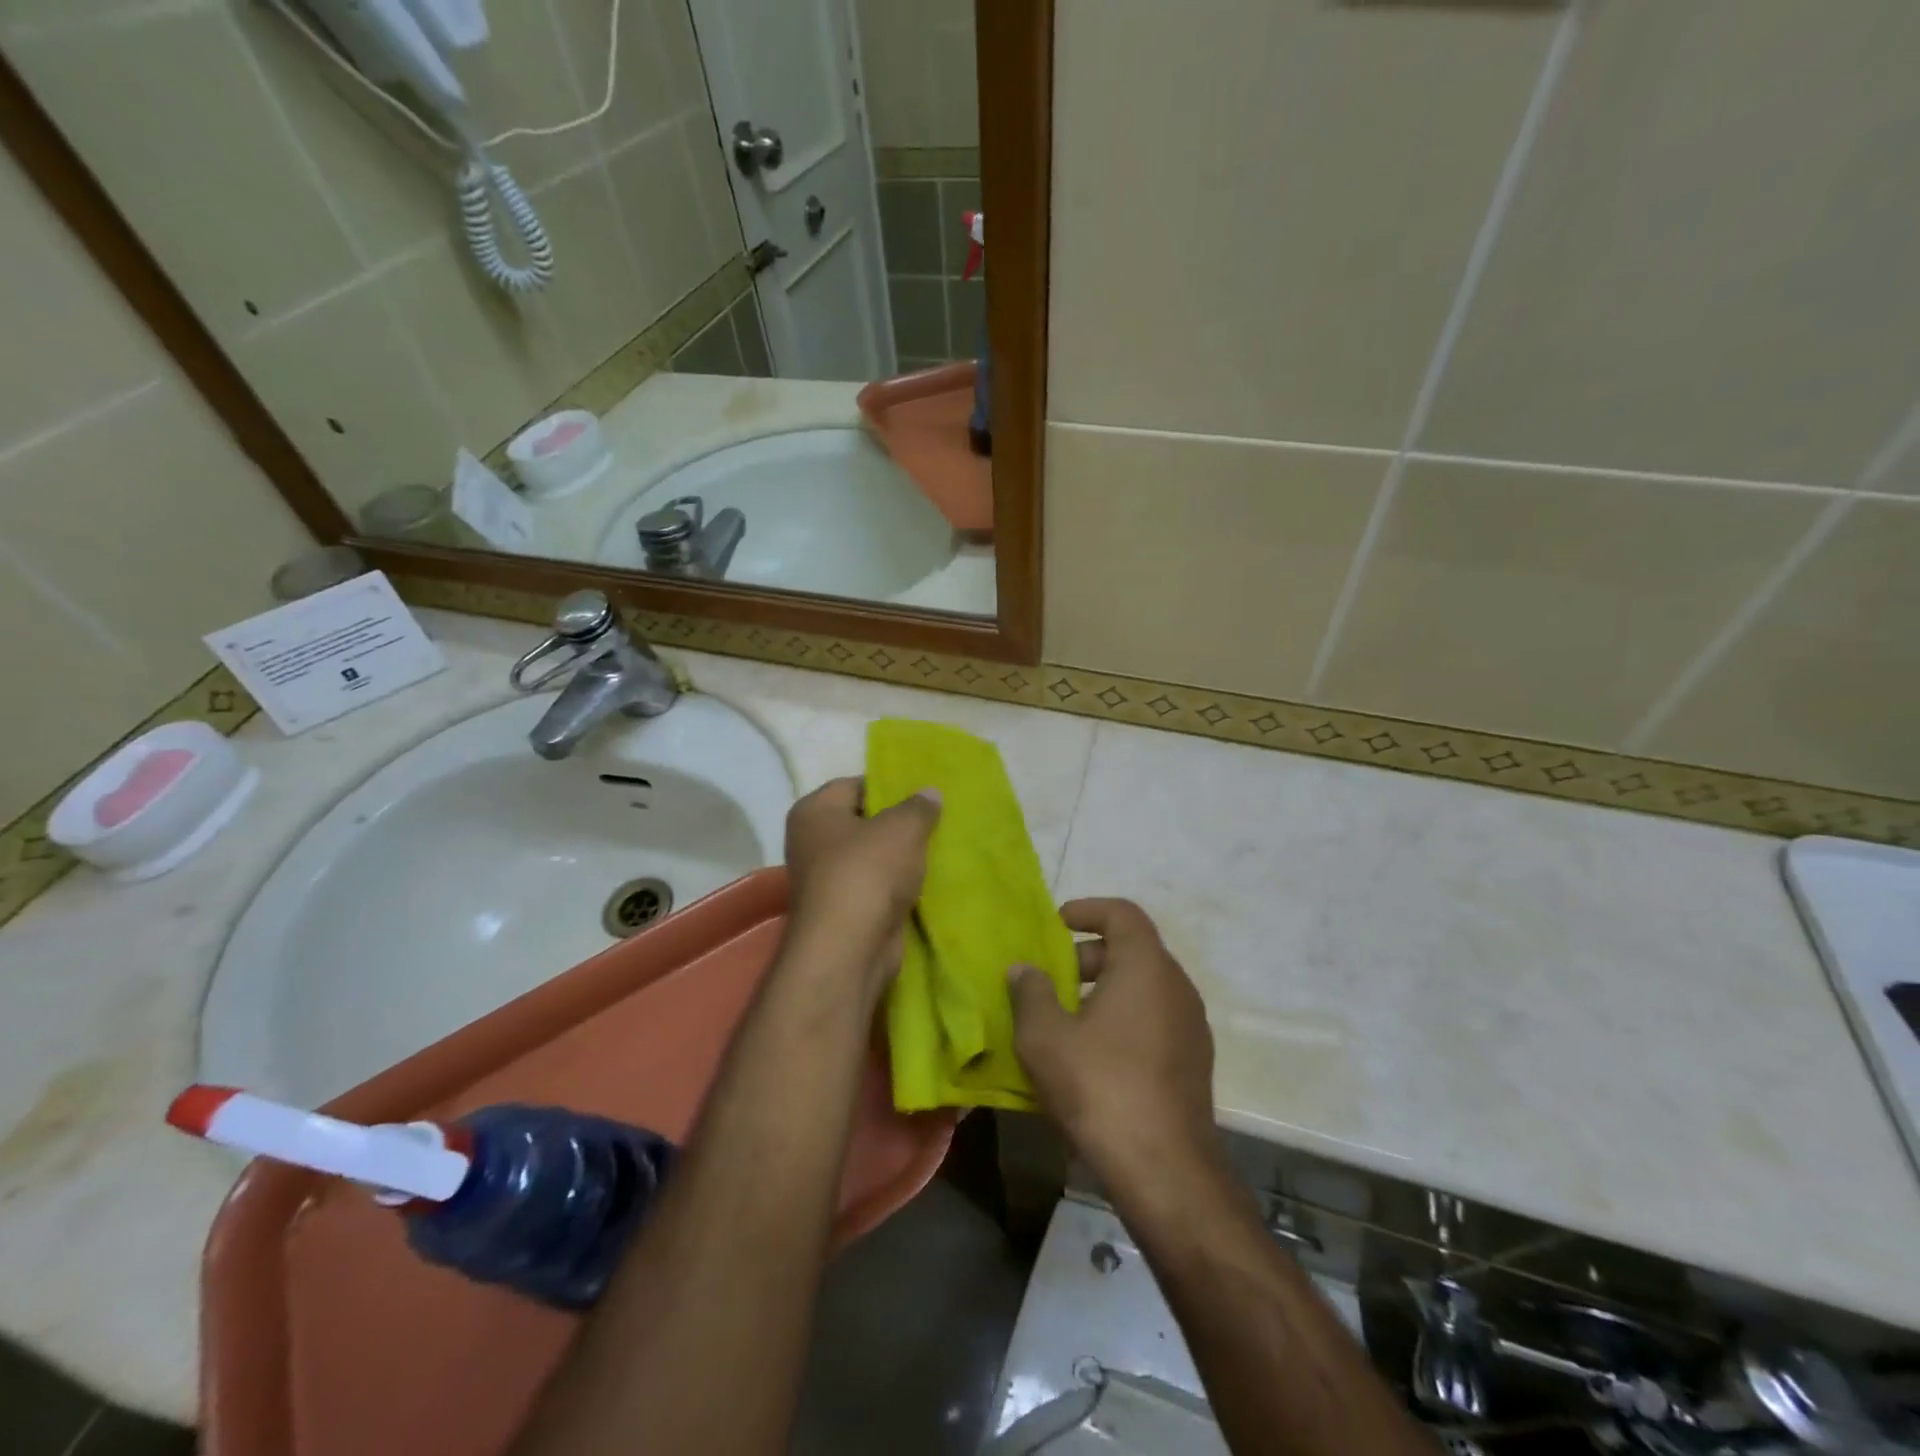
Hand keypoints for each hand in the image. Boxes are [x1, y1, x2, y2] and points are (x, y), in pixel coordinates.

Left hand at [782, 778, 940, 993]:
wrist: (849, 948)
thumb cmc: (868, 872)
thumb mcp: (902, 828)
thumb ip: (918, 807)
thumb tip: (930, 793)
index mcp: (814, 811)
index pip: (853, 785)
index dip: (888, 786)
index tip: (921, 795)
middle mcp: (811, 842)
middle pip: (862, 822)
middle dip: (897, 823)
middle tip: (935, 820)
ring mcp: (826, 880)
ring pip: (871, 858)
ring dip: (900, 858)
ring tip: (937, 849)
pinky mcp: (844, 911)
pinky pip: (876, 887)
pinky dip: (897, 886)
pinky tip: (927, 882)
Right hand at [1009, 899, 1218, 1187]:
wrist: (1165, 1170)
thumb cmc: (1100, 1087)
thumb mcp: (1045, 1037)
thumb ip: (1030, 992)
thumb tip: (1024, 969)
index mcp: (1146, 967)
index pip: (1122, 913)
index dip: (1088, 910)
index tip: (1056, 923)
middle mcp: (1177, 986)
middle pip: (1132, 951)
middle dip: (1087, 957)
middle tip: (1051, 978)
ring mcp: (1191, 1026)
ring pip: (1143, 988)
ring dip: (1104, 991)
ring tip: (1065, 1019)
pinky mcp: (1193, 1062)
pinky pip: (1154, 1020)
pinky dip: (1123, 1020)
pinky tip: (1093, 1056)